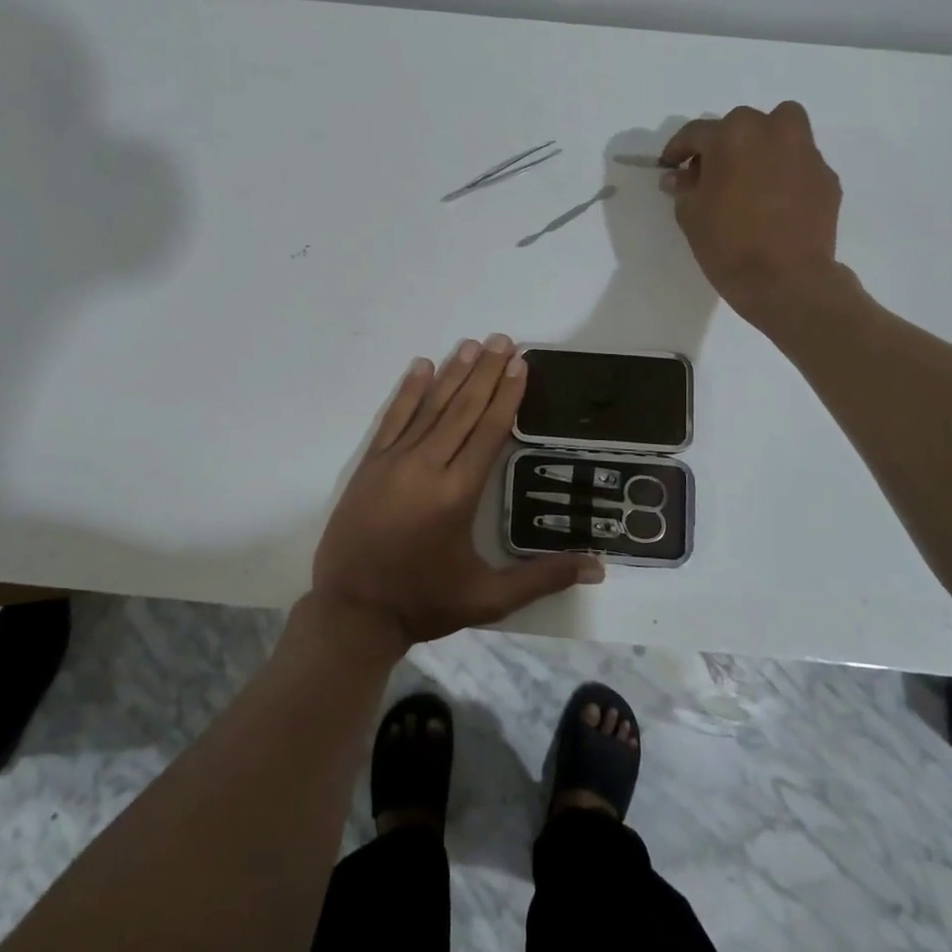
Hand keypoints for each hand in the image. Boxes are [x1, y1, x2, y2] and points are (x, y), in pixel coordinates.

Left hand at [311, 335, 603, 648]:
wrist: (352, 612)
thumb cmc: (424, 602)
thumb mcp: (488, 599)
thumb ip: (543, 578)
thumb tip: (598, 568)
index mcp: (457, 494)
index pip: (488, 432)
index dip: (506, 396)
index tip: (520, 364)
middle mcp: (426, 468)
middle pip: (462, 410)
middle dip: (486, 373)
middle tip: (503, 340)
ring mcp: (393, 462)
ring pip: (429, 408)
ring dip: (453, 374)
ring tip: (472, 345)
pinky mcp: (370, 465)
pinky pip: (393, 419)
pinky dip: (408, 391)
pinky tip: (421, 366)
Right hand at [659, 102, 852, 333]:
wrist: (786, 281)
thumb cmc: (728, 244)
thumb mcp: (690, 215)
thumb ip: (684, 187)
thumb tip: (679, 176)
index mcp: (732, 135)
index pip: (696, 133)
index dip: (678, 149)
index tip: (669, 166)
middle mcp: (772, 131)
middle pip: (742, 124)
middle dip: (724, 144)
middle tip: (712, 173)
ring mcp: (806, 152)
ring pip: (782, 130)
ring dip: (763, 143)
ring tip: (751, 175)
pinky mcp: (826, 177)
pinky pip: (799, 162)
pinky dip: (785, 172)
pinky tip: (776, 201)